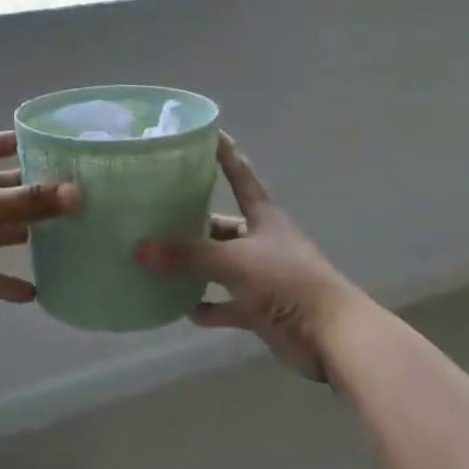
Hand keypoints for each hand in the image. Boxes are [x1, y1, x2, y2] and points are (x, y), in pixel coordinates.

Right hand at [134, 135, 362, 383]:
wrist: (329, 334)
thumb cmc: (286, 281)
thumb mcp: (234, 262)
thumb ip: (188, 256)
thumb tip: (139, 249)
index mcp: (264, 218)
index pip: (241, 177)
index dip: (226, 156)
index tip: (209, 134)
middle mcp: (262, 242)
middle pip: (222, 227)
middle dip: (193, 224)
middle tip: (155, 219)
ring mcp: (262, 277)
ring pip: (220, 267)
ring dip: (195, 268)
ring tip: (158, 264)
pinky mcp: (260, 309)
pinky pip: (227, 306)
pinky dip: (208, 307)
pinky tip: (183, 310)